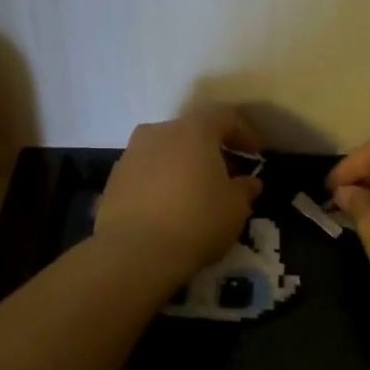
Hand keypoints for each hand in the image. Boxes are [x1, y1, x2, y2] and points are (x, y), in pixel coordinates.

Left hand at [94, 109, 263, 282]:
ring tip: (196, 192)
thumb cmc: (196, 221)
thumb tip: (248, 182)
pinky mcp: (114, 179)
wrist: (134, 252)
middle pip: (192, 132)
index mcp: (193, 130)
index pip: (225, 117)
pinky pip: (147, 172)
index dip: (244, 132)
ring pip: (166, 151)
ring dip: (184, 165)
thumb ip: (245, 189)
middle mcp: (159, 132)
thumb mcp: (235, 208)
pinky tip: (169, 207)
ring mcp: (131, 154)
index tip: (256, 154)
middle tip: (228, 175)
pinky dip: (162, 181)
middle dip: (212, 150)